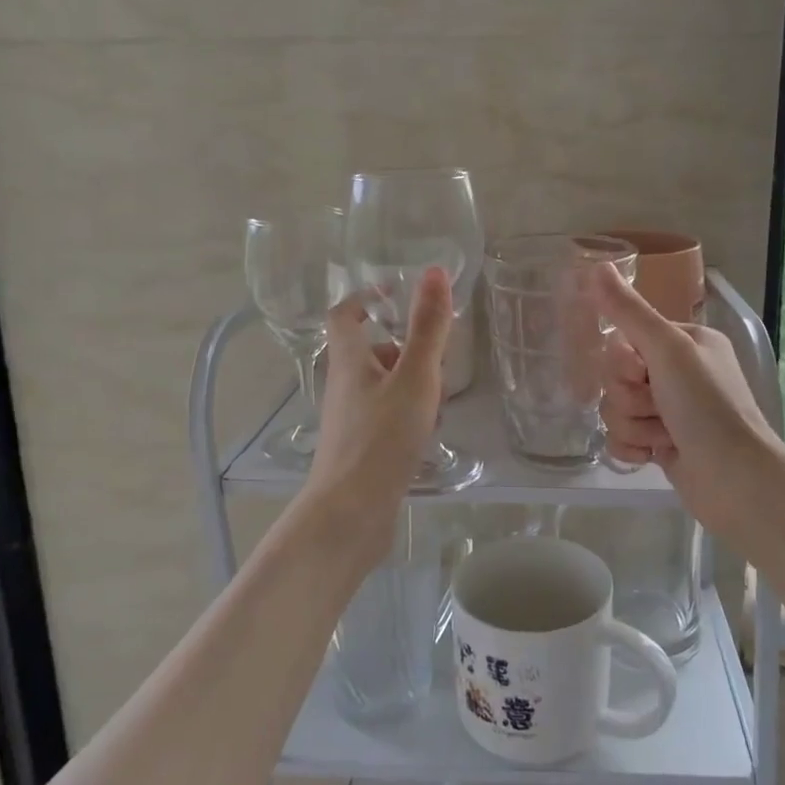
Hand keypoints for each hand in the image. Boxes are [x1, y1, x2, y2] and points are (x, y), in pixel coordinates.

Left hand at [303, 266, 455, 570]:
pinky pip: (386, 414)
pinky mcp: (360, 447)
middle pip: (371, 350)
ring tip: (440, 400)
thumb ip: (428, 327)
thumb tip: (435, 271)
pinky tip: (429, 432)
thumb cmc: (382, 438)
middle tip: (439, 358)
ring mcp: (350, 418)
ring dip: (412, 383)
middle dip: (406, 347)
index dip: (366, 298)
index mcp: (350, 360)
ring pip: (383, 384)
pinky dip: (408, 413)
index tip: (397, 294)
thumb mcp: (415, 377)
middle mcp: (344, 384)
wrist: (351, 513)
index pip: (345, 314)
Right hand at [592, 264, 783, 529]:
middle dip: (629, 396)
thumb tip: (596, 265)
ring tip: (662, 435)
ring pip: (616, 408)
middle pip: (616, 375)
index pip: (627, 338)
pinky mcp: (661, 444)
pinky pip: (621, 436)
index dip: (623, 360)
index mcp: (686, 342)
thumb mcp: (668, 349)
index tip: (642, 372)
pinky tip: (652, 456)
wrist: (736, 481)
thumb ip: (628, 311)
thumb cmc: (707, 406)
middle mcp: (677, 373)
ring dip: (633, 424)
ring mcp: (669, 411)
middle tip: (657, 406)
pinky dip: (632, 447)